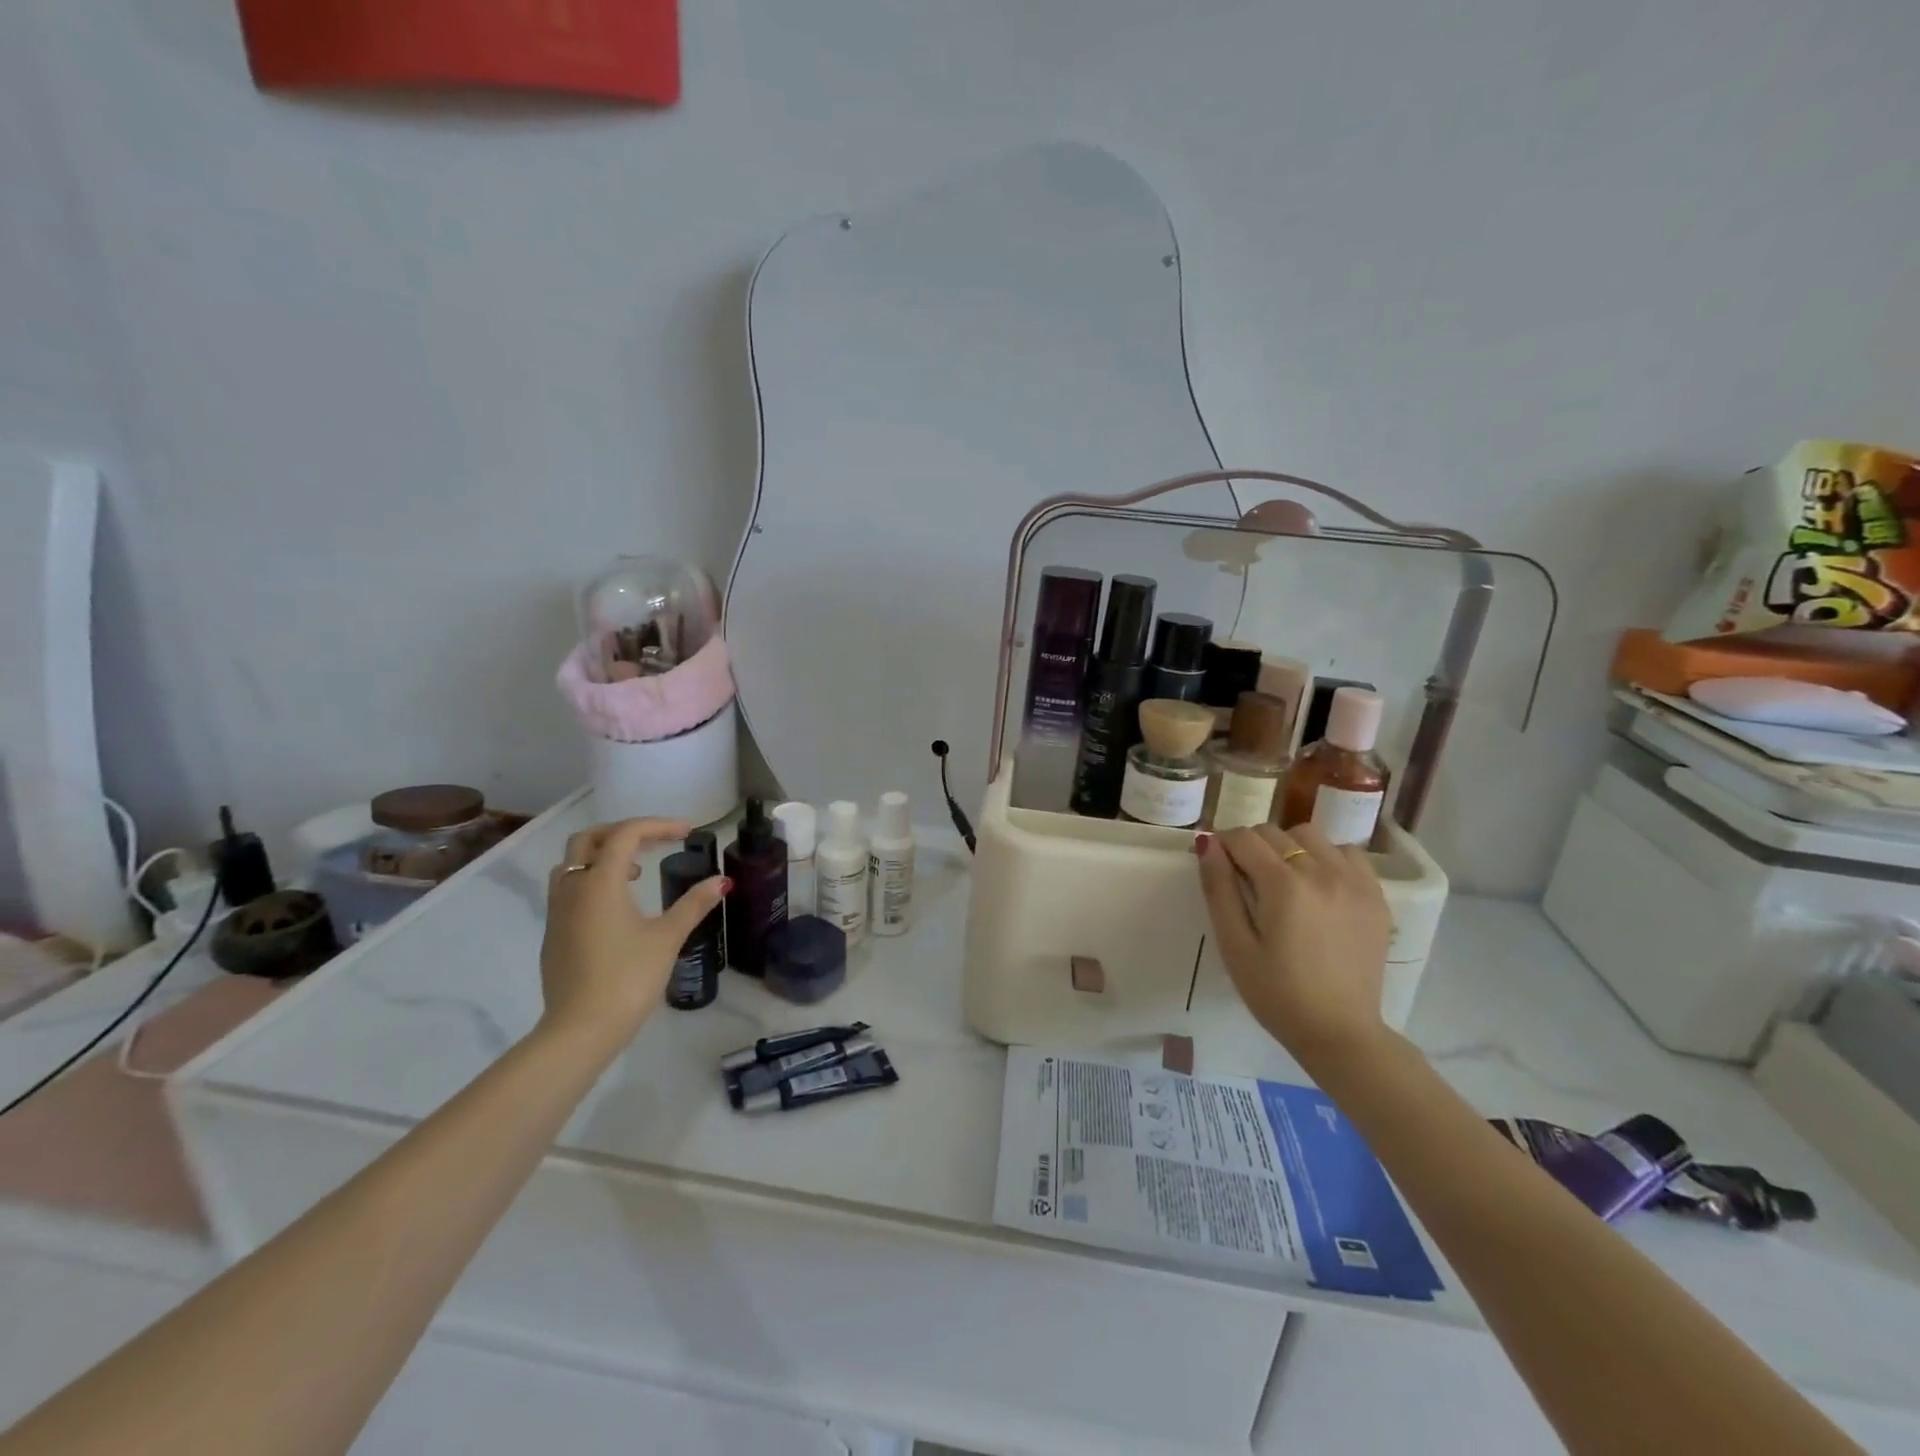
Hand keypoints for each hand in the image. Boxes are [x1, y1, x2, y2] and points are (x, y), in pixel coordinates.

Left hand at [538, 819, 726, 1050]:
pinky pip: (568, 890)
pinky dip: (593, 880)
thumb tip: (722, 882)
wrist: (580, 1030)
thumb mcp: (667, 938)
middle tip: (656, 842)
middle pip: (588, 840)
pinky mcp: (553, 935)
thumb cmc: (628, 978)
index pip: (625, 834)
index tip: (687, 832)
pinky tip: (618, 906)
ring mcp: (557, 913)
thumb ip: (693, 904)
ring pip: (572, 864)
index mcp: (600, 882)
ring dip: (603, 856)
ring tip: (637, 871)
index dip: (658, 825)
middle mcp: (572, 889)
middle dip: (623, 832)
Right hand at [1197, 822, 1393, 1068]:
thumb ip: (1219, 889)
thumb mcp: (1235, 945)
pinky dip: (1327, 857)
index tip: (1217, 865)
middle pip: (1274, 832)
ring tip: (1283, 880)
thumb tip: (1207, 843)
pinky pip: (1348, 853)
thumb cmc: (1276, 993)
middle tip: (1245, 880)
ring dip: (1289, 847)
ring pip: (1311, 835)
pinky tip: (1318, 885)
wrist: (1340, 1032)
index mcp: (1284, 885)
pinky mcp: (1376, 895)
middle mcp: (1323, 872)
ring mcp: (1355, 881)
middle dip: (1252, 847)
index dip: (1223, 845)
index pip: (1244, 838)